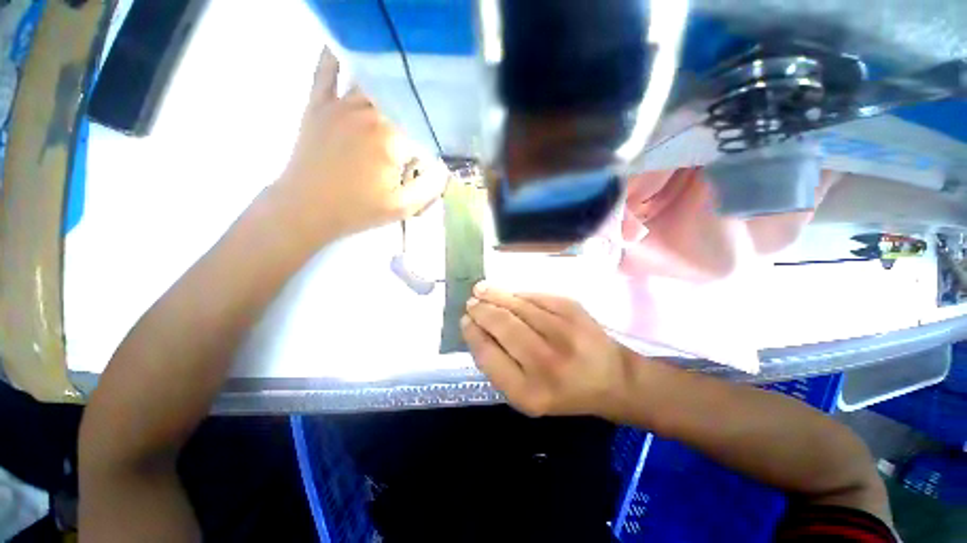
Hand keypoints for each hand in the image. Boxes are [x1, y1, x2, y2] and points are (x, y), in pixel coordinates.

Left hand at [275, 48, 446, 243]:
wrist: (305, 209)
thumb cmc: (357, 210)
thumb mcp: (402, 208)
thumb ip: (430, 187)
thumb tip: (445, 166)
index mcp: (389, 140)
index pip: (422, 123)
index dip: (435, 130)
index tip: (440, 140)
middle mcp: (367, 114)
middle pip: (400, 97)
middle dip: (416, 104)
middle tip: (424, 110)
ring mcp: (339, 105)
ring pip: (371, 80)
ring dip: (389, 80)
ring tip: (405, 77)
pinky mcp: (318, 104)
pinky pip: (326, 70)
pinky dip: (336, 55)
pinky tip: (349, 46)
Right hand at [461, 282, 630, 417]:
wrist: (611, 378)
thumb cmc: (563, 391)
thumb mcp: (526, 394)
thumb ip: (499, 366)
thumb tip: (477, 328)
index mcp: (529, 392)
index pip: (489, 355)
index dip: (473, 334)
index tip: (465, 321)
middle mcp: (546, 362)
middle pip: (502, 325)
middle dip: (481, 310)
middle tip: (471, 303)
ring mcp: (563, 332)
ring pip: (518, 306)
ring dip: (495, 295)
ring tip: (481, 290)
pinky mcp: (573, 309)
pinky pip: (535, 296)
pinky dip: (517, 294)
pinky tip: (508, 294)